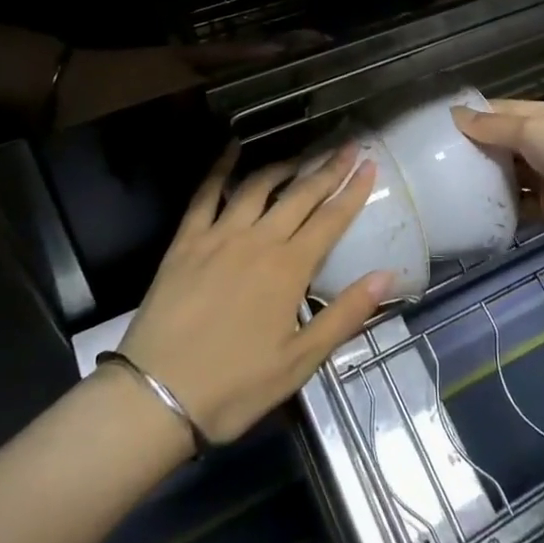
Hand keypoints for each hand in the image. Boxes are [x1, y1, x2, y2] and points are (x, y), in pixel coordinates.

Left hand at [118, 145, 390, 444]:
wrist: (156, 396)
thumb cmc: (234, 386)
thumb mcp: (300, 361)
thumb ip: (345, 315)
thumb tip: (387, 275)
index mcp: (289, 269)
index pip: (331, 219)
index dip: (353, 191)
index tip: (369, 165)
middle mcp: (259, 241)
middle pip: (300, 195)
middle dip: (328, 168)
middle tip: (347, 145)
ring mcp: (219, 236)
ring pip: (258, 186)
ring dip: (284, 165)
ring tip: (302, 154)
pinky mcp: (186, 241)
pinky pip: (206, 194)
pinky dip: (221, 168)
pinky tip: (231, 149)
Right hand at [452, 99, 543, 262]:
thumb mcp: (533, 129)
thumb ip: (493, 127)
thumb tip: (455, 114)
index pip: (507, 112)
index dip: (478, 116)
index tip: (443, 124)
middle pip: (506, 144)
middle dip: (478, 149)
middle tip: (436, 157)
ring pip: (512, 176)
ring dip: (487, 179)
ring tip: (447, 182)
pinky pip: (520, 206)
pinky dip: (501, 208)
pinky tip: (472, 209)